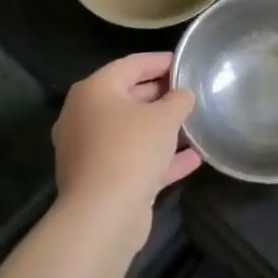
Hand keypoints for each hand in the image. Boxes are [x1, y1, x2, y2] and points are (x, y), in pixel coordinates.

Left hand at [53, 53, 200, 223]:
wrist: (103, 216)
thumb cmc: (131, 150)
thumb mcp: (165, 116)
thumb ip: (179, 99)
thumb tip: (183, 95)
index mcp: (94, 91)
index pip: (131, 64)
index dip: (161, 61)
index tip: (186, 62)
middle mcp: (84, 117)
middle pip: (128, 96)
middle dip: (161, 94)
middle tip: (191, 92)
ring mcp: (89, 151)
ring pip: (131, 131)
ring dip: (161, 128)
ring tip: (193, 123)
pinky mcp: (100, 179)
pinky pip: (133, 159)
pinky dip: (159, 157)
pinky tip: (192, 159)